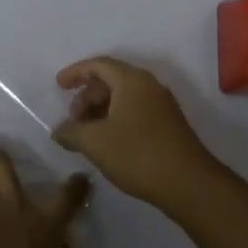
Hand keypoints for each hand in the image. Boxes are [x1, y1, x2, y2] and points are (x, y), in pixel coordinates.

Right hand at [52, 56, 219, 206]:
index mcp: (132, 80)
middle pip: (111, 80)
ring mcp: (162, 105)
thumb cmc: (137, 154)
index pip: (99, 64)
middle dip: (87, 96)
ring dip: (101, 110)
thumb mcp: (95, 143)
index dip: (75, 72)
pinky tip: (107, 143)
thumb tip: (58, 131)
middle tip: (73, 120)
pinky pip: (135, 111)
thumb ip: (71, 132)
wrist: (189, 183)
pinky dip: (116, 119)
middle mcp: (149, 86)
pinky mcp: (169, 125)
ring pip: (123, 97)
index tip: (58, 86)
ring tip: (87, 134)